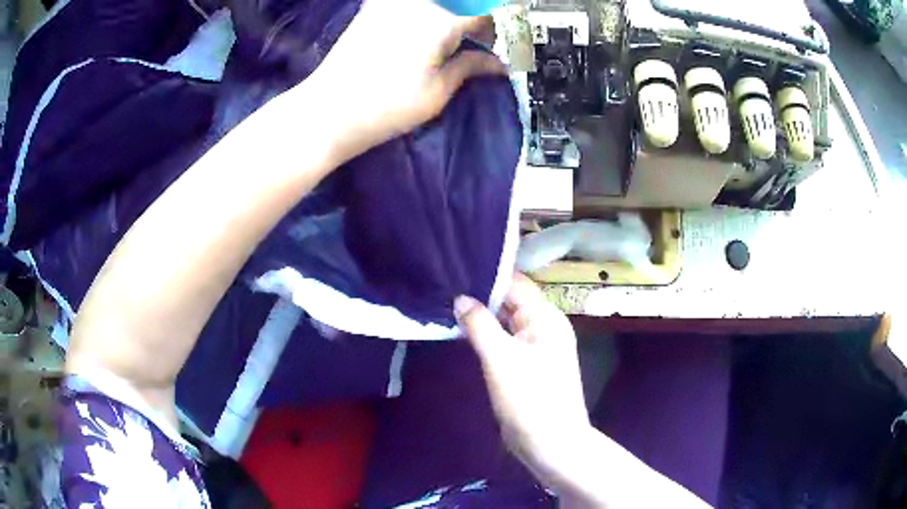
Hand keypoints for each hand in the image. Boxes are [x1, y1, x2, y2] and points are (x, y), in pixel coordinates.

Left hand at [304, 0, 506, 161]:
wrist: (328, 110)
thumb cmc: (386, 107)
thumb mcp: (438, 91)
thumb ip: (471, 67)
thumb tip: (497, 64)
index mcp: (441, 19)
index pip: (488, 10)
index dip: (504, 26)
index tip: (508, 43)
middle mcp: (419, 2)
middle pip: (466, 0)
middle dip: (482, 15)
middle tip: (487, 39)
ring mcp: (393, 1)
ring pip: (442, 0)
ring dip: (459, 11)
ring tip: (461, 37)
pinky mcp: (376, 6)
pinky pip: (415, 3)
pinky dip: (433, 10)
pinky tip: (434, 28)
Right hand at [454, 274, 590, 479]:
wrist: (551, 443)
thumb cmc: (529, 398)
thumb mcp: (500, 359)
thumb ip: (479, 324)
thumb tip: (459, 298)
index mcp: (546, 317)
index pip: (515, 284)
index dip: (486, 277)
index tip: (453, 270)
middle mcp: (544, 325)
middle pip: (510, 301)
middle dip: (480, 296)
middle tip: (443, 287)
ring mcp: (536, 346)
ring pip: (505, 321)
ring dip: (481, 316)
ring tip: (446, 305)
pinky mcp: (527, 364)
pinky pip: (505, 340)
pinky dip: (486, 335)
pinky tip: (463, 331)